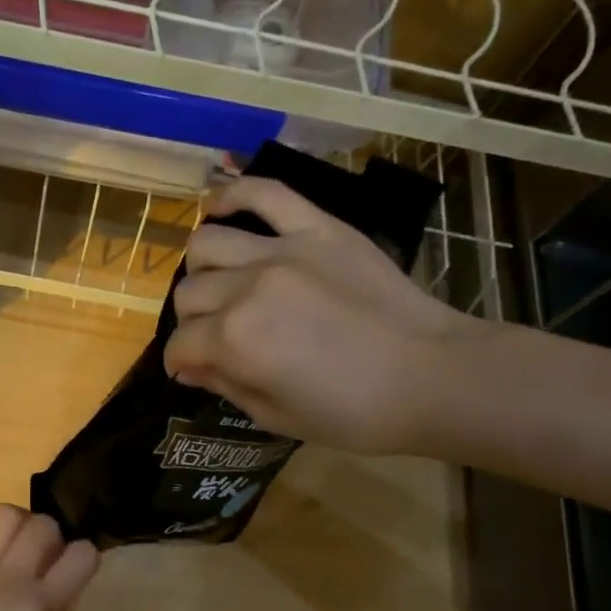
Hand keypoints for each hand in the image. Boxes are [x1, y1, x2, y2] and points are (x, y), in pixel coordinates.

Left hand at [0, 506, 98, 610]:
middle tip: (45, 557)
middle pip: (42, 524)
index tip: (79, 567)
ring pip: (5, 513)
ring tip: (14, 548)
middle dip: (52, 536)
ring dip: (18, 526)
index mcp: (41, 606)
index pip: (82, 554)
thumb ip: (57, 603)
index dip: (85, 557)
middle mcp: (8, 579)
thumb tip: (61, 573)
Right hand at [163, 176, 493, 454]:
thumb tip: (189, 368)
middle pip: (189, 294)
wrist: (431, 375)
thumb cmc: (354, 412)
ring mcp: (282, 251)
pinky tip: (219, 206)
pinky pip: (266, 192)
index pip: (180, 344)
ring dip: (202, 269)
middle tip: (214, 335)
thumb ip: (225, 386)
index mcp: (235, 342)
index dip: (179, 362)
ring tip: (219, 281)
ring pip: (208, 243)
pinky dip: (234, 192)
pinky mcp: (318, 228)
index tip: (189, 369)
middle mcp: (247, 289)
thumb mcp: (278, 418)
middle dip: (192, 322)